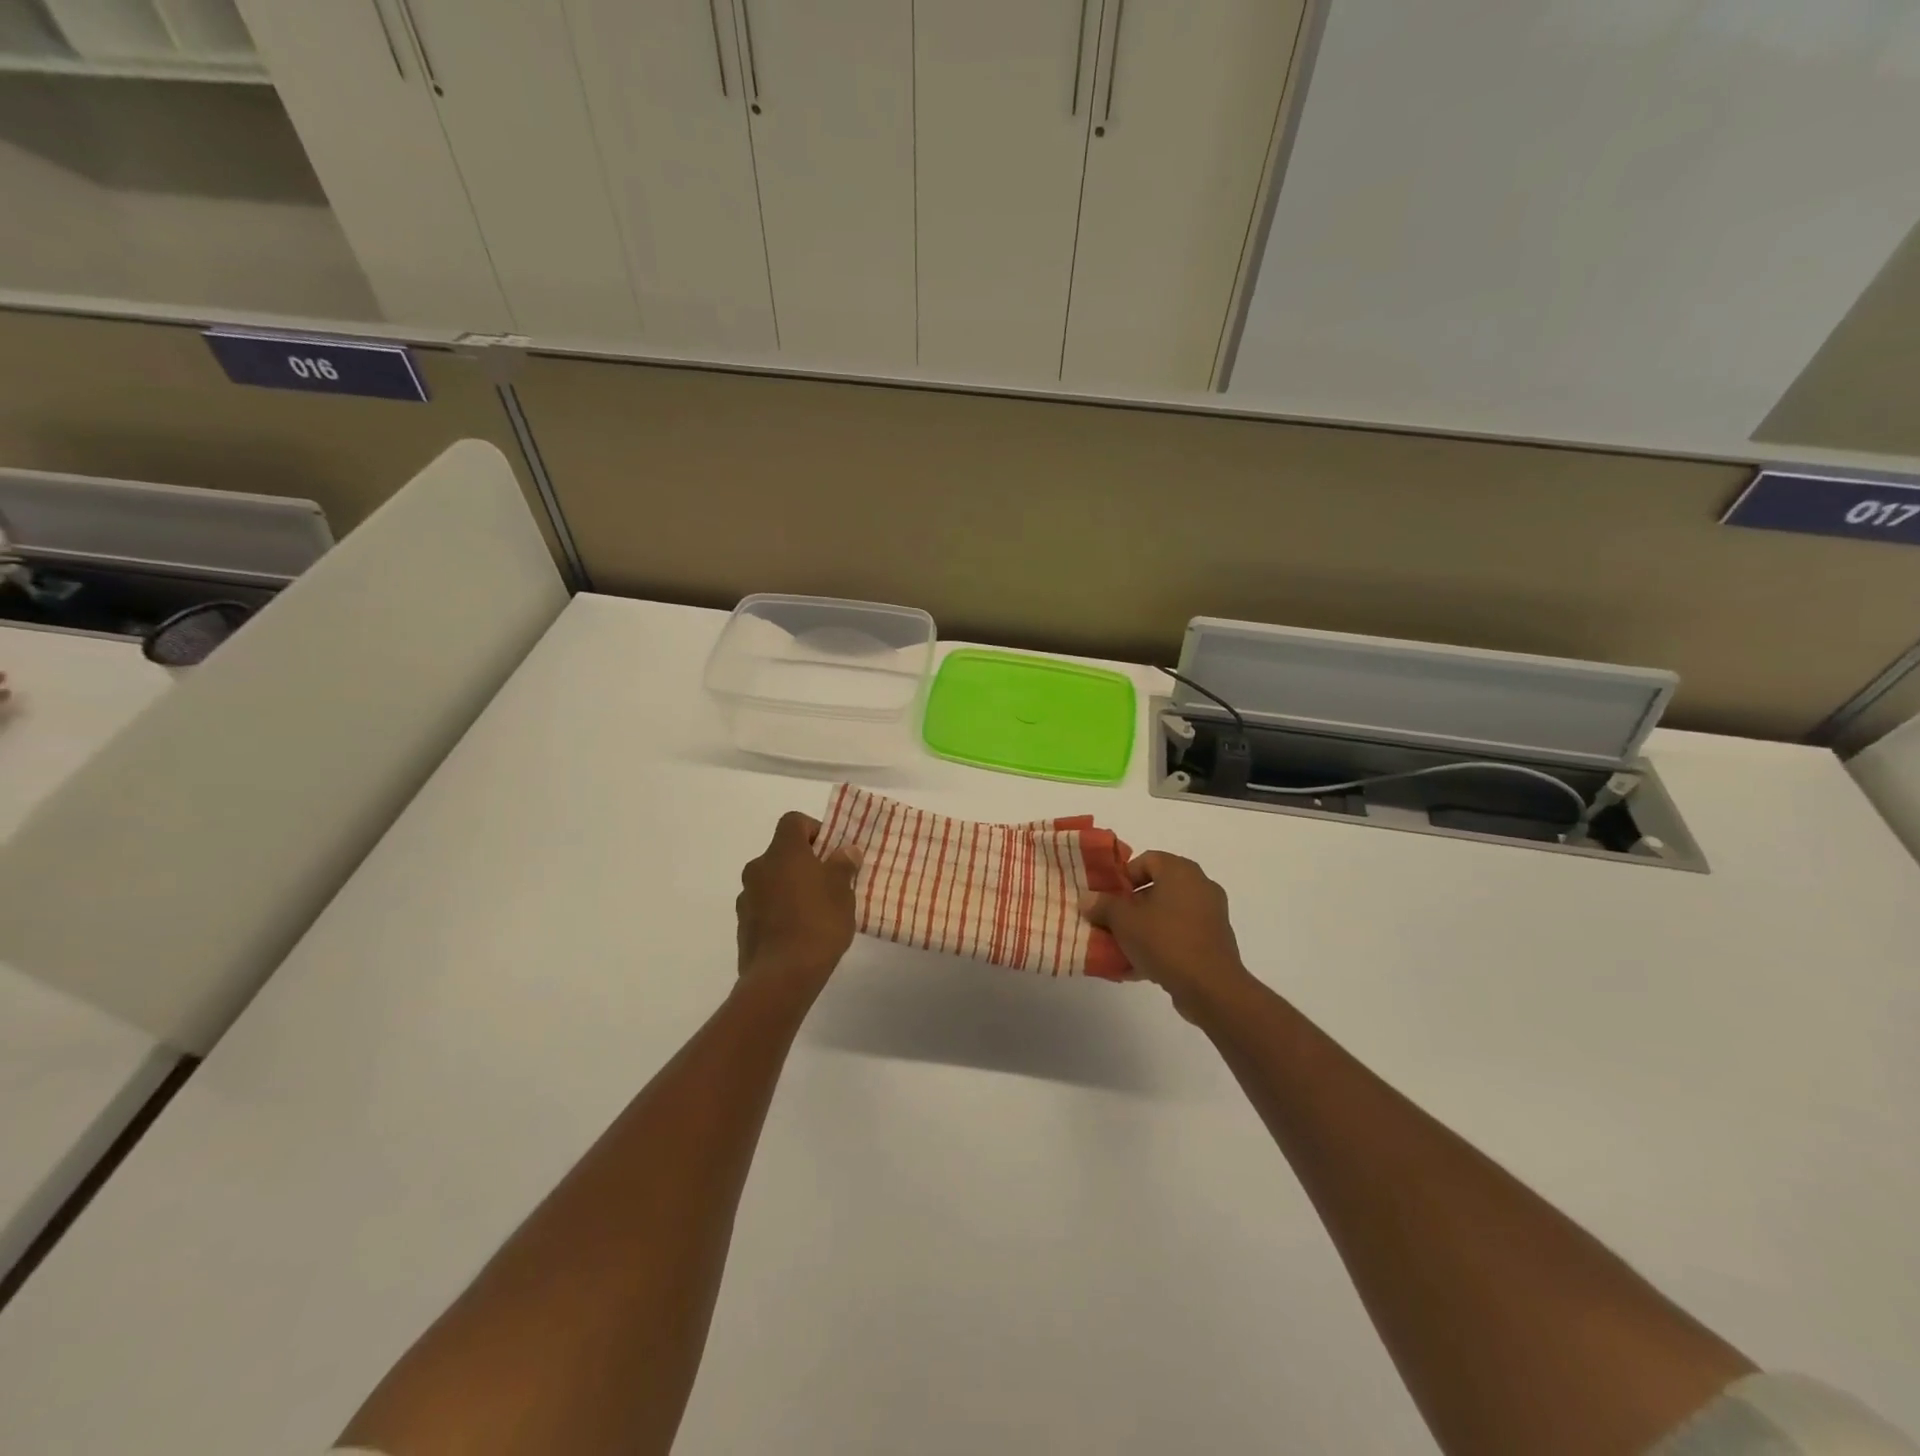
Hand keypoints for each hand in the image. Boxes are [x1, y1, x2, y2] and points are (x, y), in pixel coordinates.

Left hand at [735, 811, 861, 996]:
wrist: (781, 976)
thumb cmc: (818, 923)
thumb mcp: (843, 891)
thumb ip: (843, 865)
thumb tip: (845, 850)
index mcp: (783, 852)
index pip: (794, 821)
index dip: (814, 830)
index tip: (832, 852)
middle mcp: (758, 867)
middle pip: (782, 853)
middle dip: (805, 863)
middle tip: (829, 883)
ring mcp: (746, 897)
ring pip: (773, 881)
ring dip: (791, 888)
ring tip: (815, 912)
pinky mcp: (743, 925)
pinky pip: (765, 907)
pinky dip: (780, 911)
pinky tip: (799, 933)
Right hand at [1079, 852, 1253, 1020]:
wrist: (1211, 987)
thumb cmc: (1165, 941)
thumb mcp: (1123, 921)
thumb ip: (1103, 905)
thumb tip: (1088, 899)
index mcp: (1181, 871)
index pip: (1147, 860)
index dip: (1124, 876)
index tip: (1108, 897)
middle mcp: (1200, 886)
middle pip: (1157, 887)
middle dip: (1131, 905)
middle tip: (1112, 921)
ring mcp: (1211, 915)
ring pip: (1168, 914)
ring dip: (1145, 927)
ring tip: (1123, 947)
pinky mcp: (1215, 941)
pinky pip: (1180, 935)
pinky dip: (1162, 944)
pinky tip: (1141, 966)